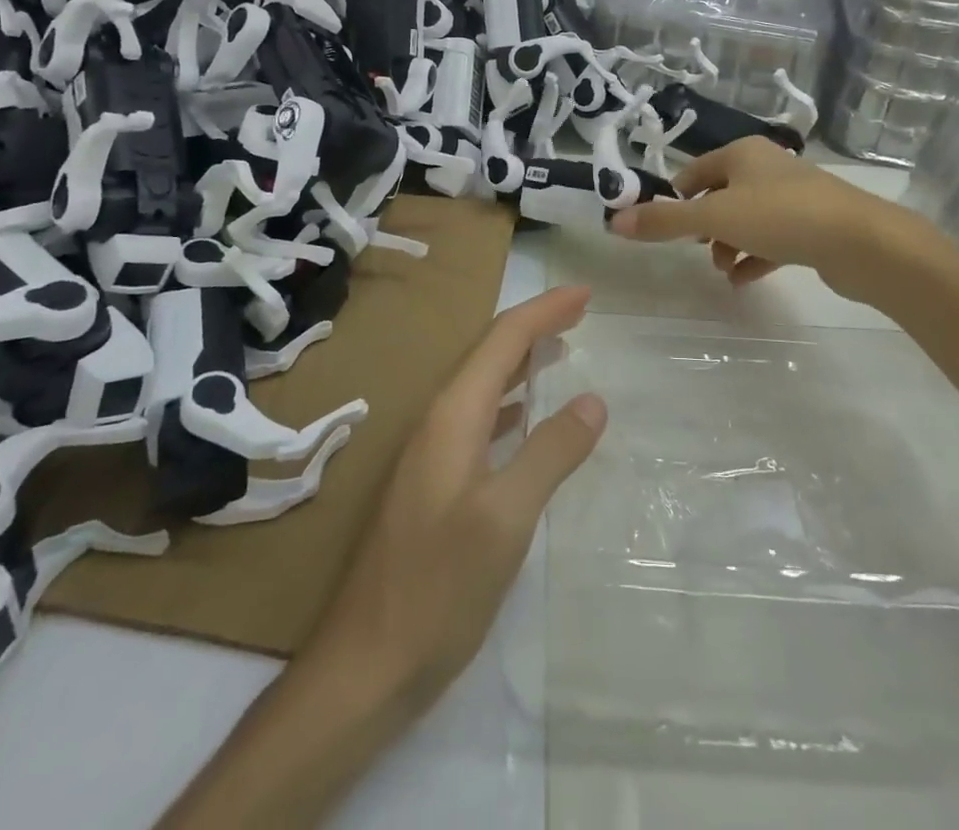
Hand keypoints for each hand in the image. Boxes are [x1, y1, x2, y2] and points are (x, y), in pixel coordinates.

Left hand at [305, 284, 604, 711]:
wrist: (365, 665)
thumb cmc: (439, 588)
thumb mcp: (506, 519)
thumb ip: (550, 453)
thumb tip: (593, 400)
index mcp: (451, 416)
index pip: (502, 340)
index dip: (544, 311)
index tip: (585, 293)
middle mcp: (436, 422)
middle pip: (489, 354)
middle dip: (533, 326)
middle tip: (579, 312)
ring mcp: (430, 454)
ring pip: (482, 385)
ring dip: (521, 361)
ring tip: (560, 350)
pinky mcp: (432, 484)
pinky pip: (477, 419)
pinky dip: (509, 402)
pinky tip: (524, 416)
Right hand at [608, 137, 940, 304]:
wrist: (861, 241)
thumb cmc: (780, 216)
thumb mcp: (714, 217)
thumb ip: (665, 221)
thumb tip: (614, 221)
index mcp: (743, 153)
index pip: (695, 170)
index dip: (676, 197)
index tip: (664, 226)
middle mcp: (768, 167)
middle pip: (721, 194)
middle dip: (704, 225)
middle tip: (696, 250)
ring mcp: (794, 196)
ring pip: (747, 218)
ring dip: (728, 244)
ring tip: (722, 269)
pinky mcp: (813, 225)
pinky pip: (773, 239)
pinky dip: (754, 257)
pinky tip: (742, 280)